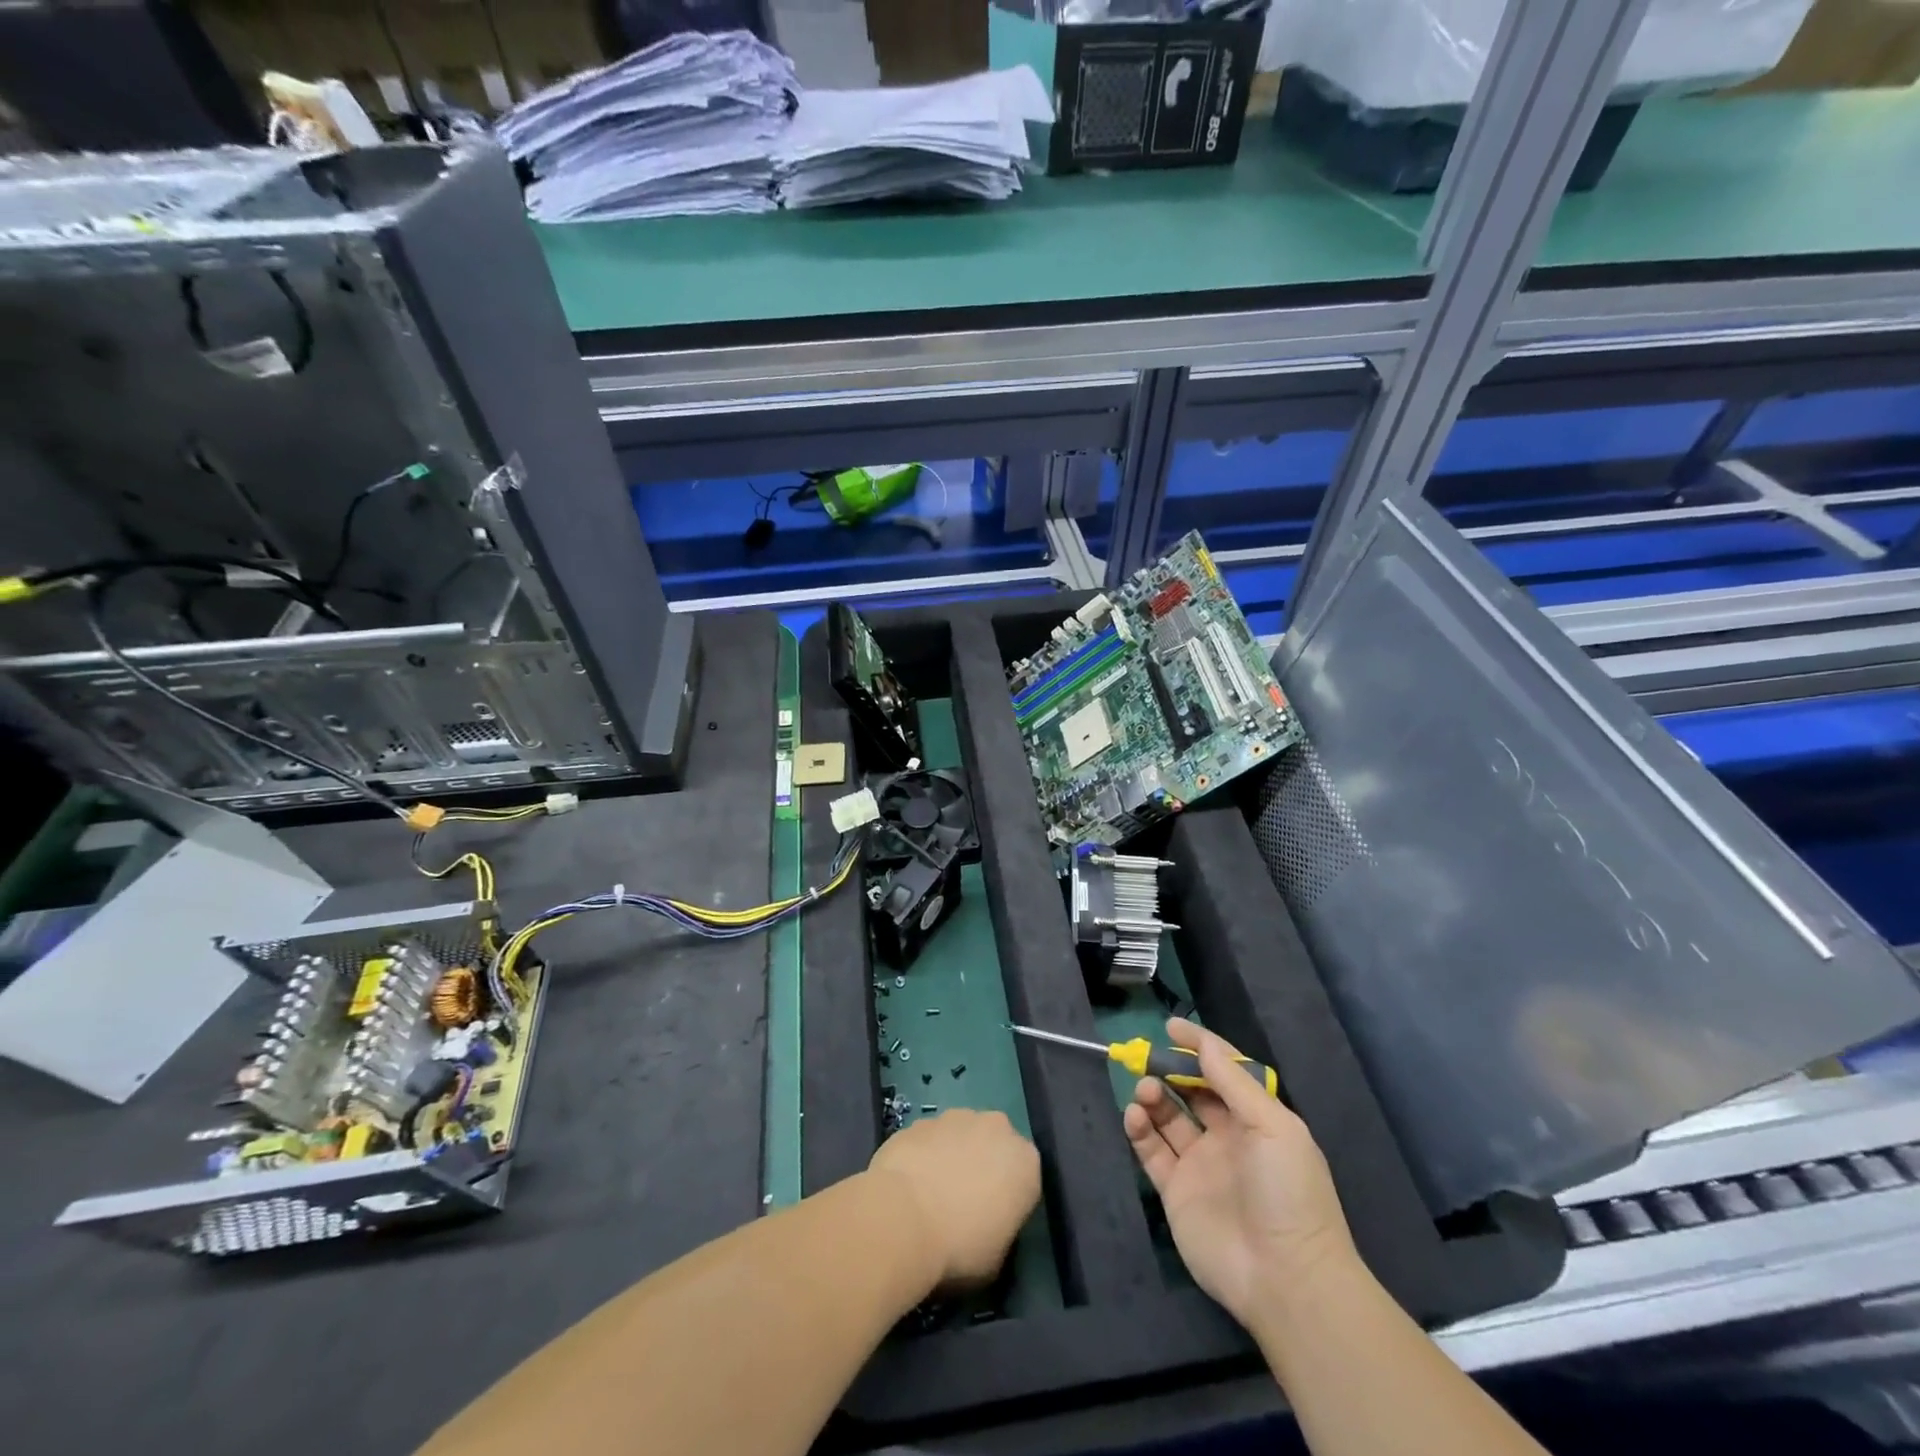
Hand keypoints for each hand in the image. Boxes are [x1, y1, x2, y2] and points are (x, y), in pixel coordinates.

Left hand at [868, 1108, 1040, 1289]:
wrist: (903, 1218)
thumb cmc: (960, 1247)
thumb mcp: (998, 1259)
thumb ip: (1001, 1230)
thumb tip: (987, 1225)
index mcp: (1025, 1161)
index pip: (1025, 1177)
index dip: (1009, 1199)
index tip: (993, 1221)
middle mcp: (996, 1128)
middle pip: (994, 1145)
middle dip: (982, 1166)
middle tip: (963, 1203)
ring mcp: (956, 1117)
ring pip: (960, 1136)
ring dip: (952, 1156)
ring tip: (930, 1195)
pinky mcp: (921, 1120)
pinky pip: (929, 1139)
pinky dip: (923, 1155)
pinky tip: (908, 1185)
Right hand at [1124, 1018, 1355, 1328]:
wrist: (1285, 1279)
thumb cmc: (1287, 1192)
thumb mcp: (1272, 1126)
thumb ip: (1234, 1081)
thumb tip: (1204, 1042)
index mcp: (1257, 1121)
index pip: (1224, 1072)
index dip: (1200, 1047)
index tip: (1171, 1027)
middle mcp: (1227, 1139)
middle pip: (1191, 1092)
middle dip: (1171, 1070)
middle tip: (1149, 1057)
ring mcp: (1200, 1165)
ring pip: (1168, 1117)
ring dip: (1153, 1096)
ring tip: (1145, 1090)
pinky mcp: (1175, 1191)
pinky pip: (1151, 1151)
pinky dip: (1139, 1129)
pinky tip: (1135, 1116)